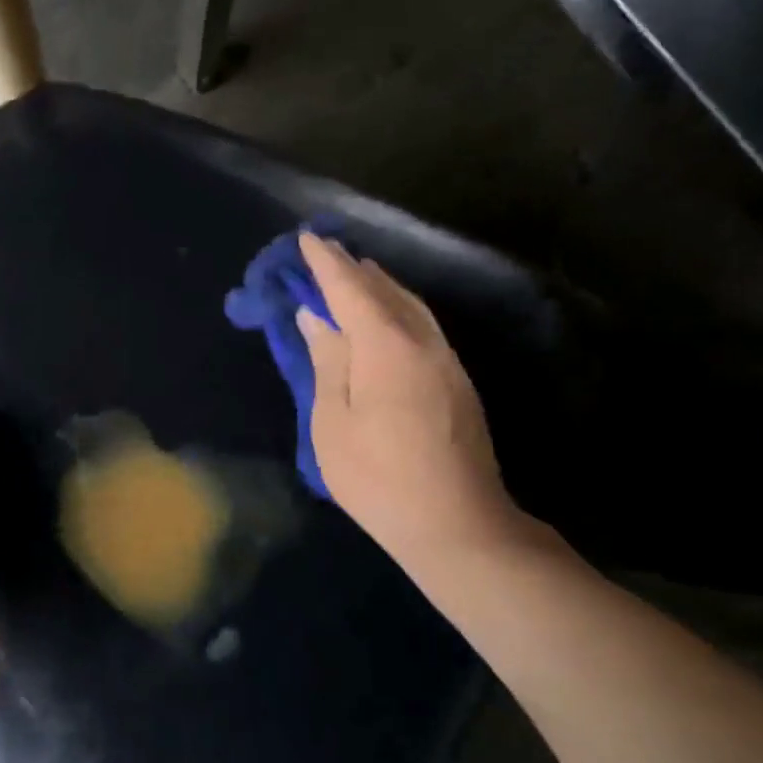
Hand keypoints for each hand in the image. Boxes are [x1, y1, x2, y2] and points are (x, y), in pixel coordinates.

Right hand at [297, 232, 530, 579]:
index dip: (325, 263)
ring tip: (354, 275)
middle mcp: (422, 340)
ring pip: (410, 305)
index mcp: (386, 346)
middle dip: (351, 267)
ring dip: (379, 285)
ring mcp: (446, 360)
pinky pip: (422, 325)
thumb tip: (316, 317)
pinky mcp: (457, 382)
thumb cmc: (378, 478)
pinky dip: (397, 308)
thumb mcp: (333, 423)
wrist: (457, 525)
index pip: (350, 288)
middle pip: (384, 289)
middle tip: (323, 253)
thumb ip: (327, 362)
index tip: (305, 238)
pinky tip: (386, 317)